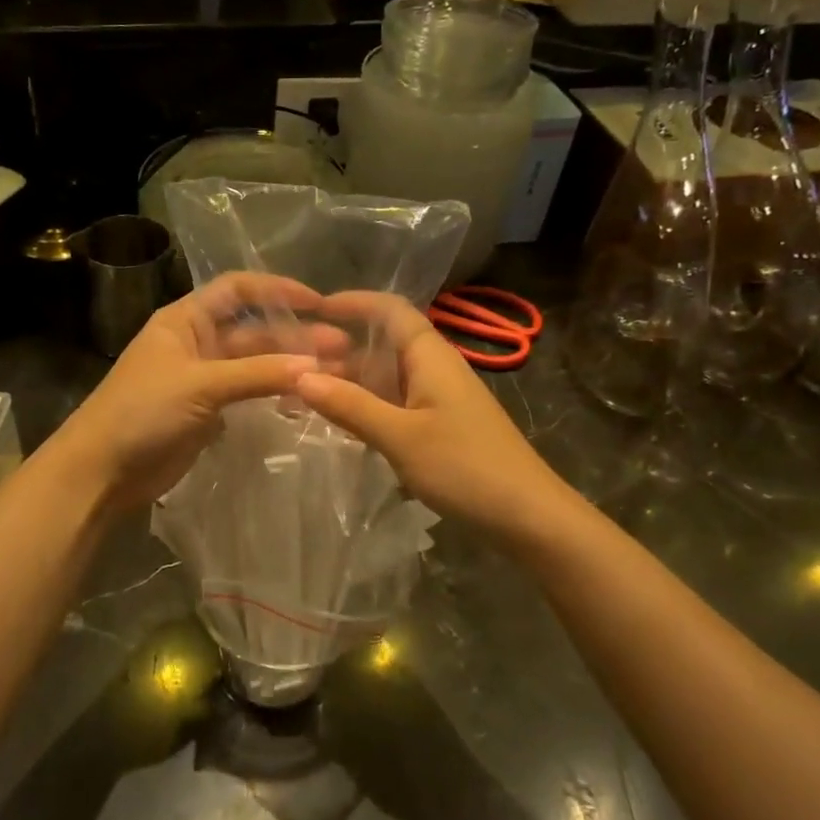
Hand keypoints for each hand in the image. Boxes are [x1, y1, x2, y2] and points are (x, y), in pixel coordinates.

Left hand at [50, 273, 336, 510]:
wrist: (102, 470)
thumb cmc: (142, 411)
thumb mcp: (200, 384)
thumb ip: (258, 374)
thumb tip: (316, 367)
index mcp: (186, 319)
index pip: (239, 290)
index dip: (278, 291)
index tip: (320, 303)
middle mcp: (198, 342)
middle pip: (254, 330)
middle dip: (296, 336)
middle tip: (343, 349)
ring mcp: (204, 379)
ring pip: (256, 364)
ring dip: (290, 366)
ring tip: (335, 373)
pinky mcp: (208, 412)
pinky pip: (249, 394)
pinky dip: (275, 393)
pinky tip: (306, 398)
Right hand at [293, 291, 568, 538]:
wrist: (528, 516)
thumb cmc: (465, 467)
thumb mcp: (400, 436)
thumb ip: (350, 405)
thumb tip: (299, 375)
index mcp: (430, 356)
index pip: (389, 309)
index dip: (352, 302)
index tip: (311, 310)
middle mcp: (434, 369)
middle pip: (382, 344)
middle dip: (339, 349)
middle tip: (291, 363)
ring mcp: (438, 399)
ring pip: (385, 378)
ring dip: (348, 382)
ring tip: (301, 394)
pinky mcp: (439, 427)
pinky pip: (394, 404)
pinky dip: (365, 407)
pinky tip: (337, 423)